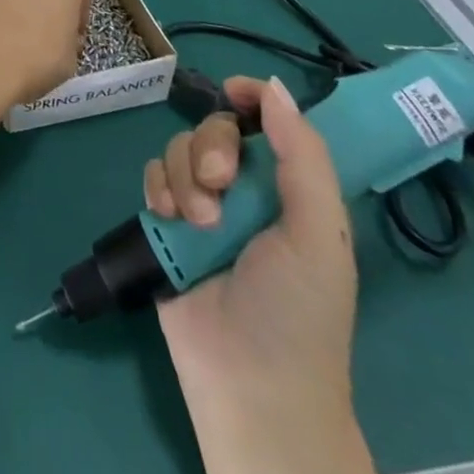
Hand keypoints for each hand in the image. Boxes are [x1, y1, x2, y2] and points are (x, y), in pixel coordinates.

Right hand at [145, 76, 372, 473]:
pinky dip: (159, 188)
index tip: (235, 94)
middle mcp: (246, 190)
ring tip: (199, 224)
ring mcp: (203, 205)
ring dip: (186, 177)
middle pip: (215, 128)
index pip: (270, 122)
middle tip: (220, 185)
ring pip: (179, 148)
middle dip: (212, 147)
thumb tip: (273, 86)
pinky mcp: (167, 223)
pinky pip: (153, 175)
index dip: (253, 99)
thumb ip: (303, 156)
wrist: (250, 387)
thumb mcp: (319, 234)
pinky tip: (170, 218)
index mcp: (289, 189)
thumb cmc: (298, 312)